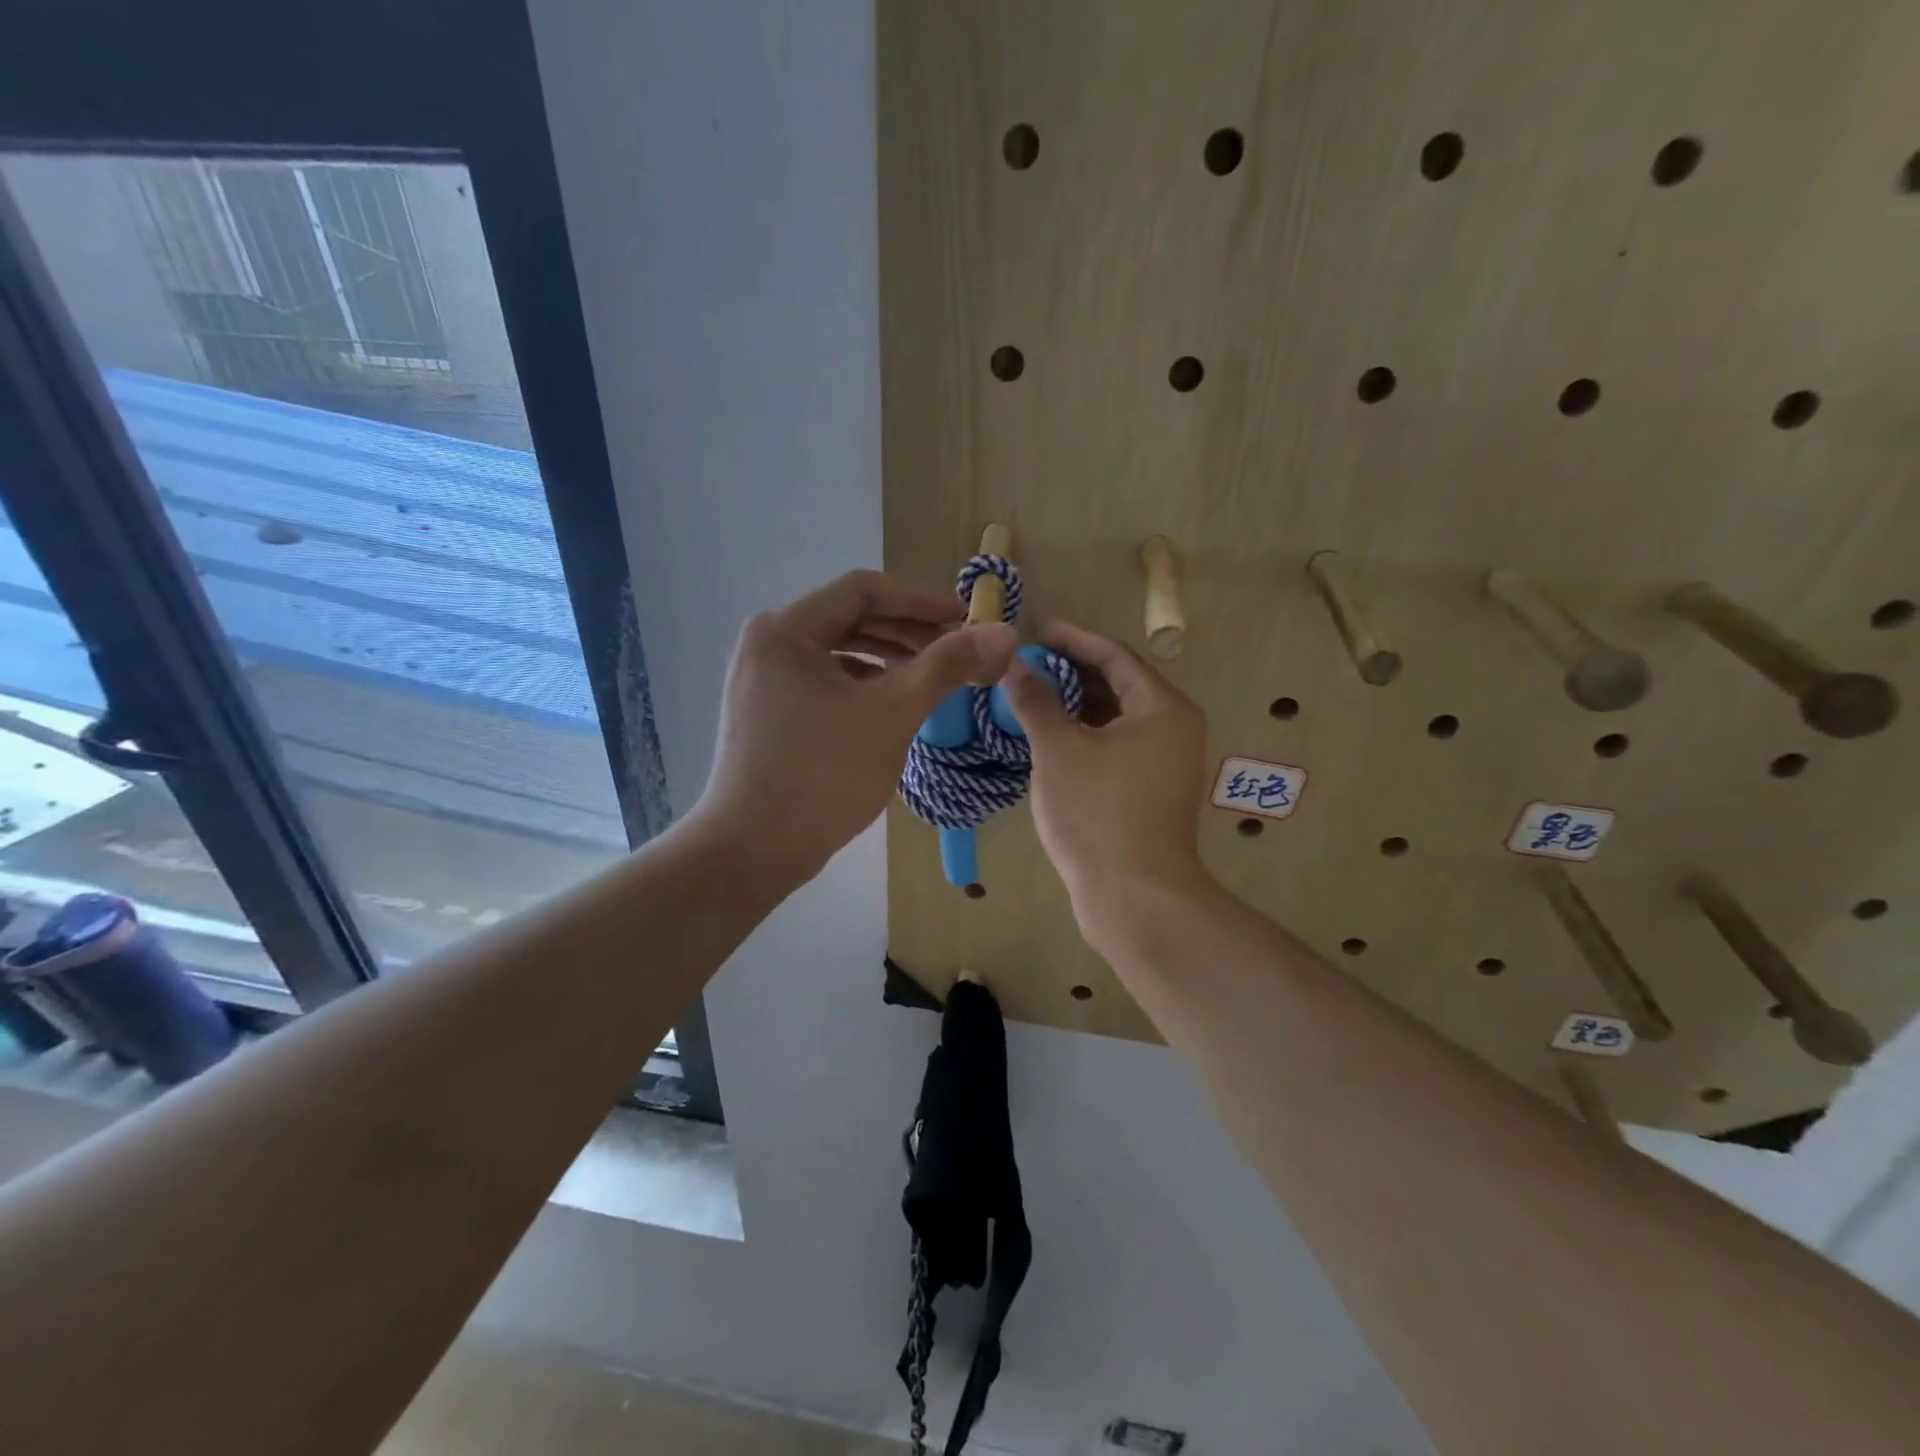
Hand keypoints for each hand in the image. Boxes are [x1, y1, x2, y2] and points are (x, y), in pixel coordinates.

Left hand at [692, 570, 1016, 883]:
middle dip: (906, 630)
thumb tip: (1003, 633)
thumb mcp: (893, 713)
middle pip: (848, 618)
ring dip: (887, 657)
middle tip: (954, 649)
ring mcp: (761, 679)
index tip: (964, 619)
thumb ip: (946, 666)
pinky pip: (822, 680)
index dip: (920, 599)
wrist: (752, 850)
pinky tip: (892, 703)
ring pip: (836, 651)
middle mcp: (767, 642)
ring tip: (930, 675)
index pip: (863, 590)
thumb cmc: (823, 774)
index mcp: (786, 628)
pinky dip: (861, 684)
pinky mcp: (765, 711)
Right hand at [999, 622, 1212, 926]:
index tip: (1036, 630)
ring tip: (1034, 696)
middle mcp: (1174, 729)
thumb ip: (1037, 701)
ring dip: (1078, 704)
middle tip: (1029, 664)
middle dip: (1074, 672)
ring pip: (1118, 718)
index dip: (1073, 639)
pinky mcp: (1153, 792)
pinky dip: (1087, 735)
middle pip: (1121, 684)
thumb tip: (1015, 665)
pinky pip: (1118, 746)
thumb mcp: (1059, 750)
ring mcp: (1167, 763)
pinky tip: (1053, 738)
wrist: (1135, 896)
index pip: (1115, 656)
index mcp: (1162, 708)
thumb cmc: (1097, 812)